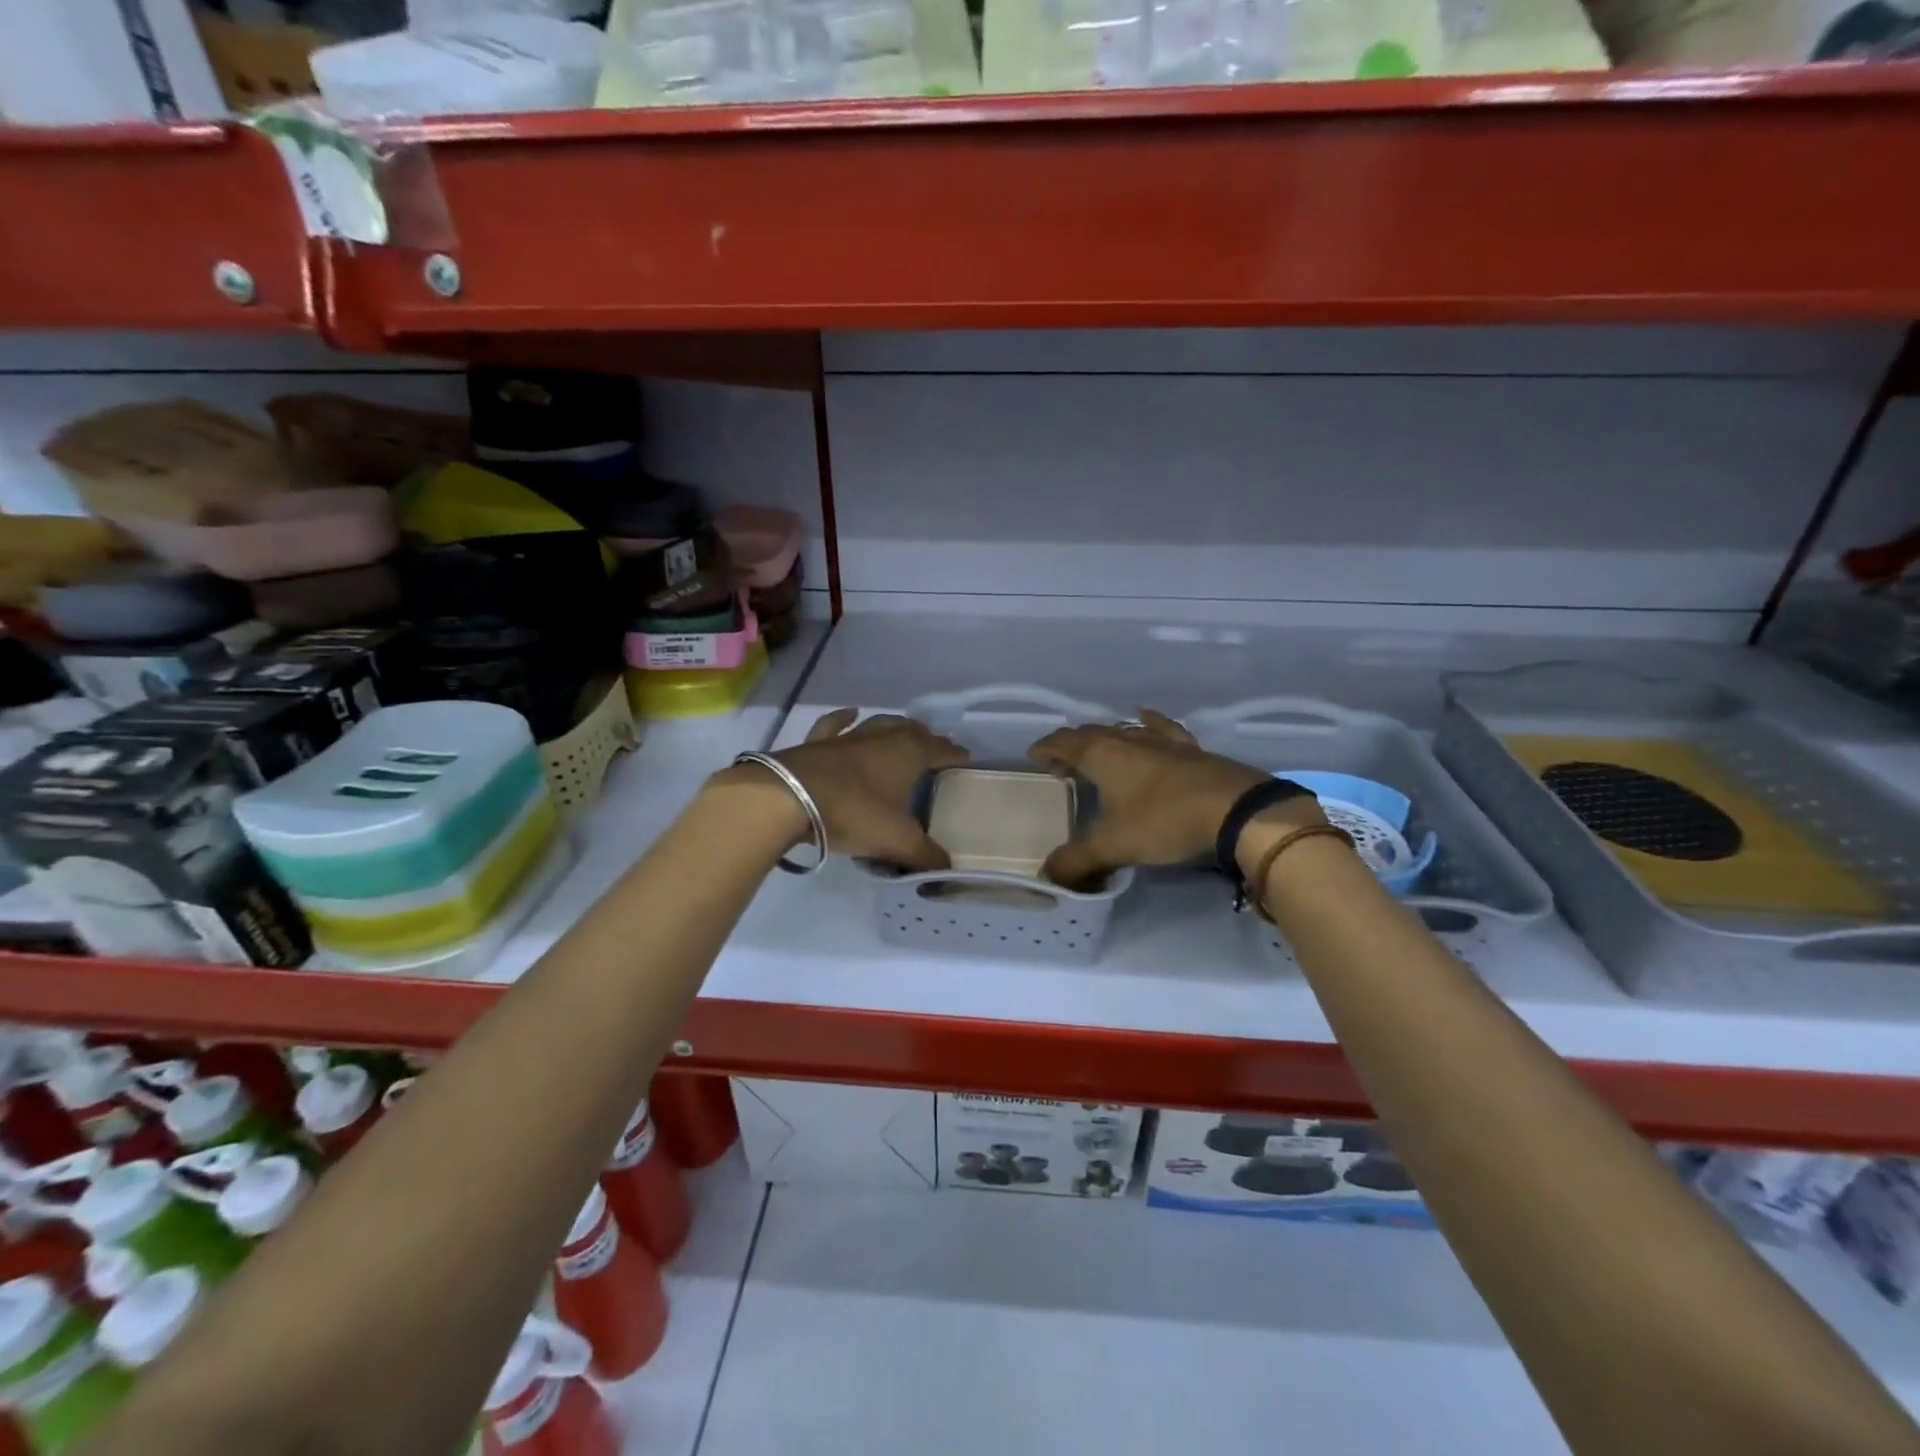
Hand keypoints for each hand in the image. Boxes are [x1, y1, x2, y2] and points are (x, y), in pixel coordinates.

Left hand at [768, 708, 968, 870]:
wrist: (787, 798)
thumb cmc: (853, 813)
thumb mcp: (896, 840)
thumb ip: (924, 855)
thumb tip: (946, 868)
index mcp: (907, 754)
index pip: (938, 749)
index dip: (953, 753)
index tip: (964, 756)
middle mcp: (880, 738)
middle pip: (910, 731)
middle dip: (925, 738)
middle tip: (934, 747)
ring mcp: (847, 738)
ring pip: (877, 724)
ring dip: (893, 727)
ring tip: (902, 731)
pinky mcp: (817, 744)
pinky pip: (835, 725)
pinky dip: (845, 718)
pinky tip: (851, 714)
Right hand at [1028, 709, 1323, 888]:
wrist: (1236, 811)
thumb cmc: (1164, 822)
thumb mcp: (1114, 846)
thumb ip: (1077, 861)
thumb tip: (1046, 876)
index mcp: (1102, 755)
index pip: (1064, 742)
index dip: (1046, 747)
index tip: (1033, 755)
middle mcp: (1128, 740)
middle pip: (1091, 733)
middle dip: (1071, 745)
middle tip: (1061, 761)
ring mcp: (1162, 742)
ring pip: (1123, 730)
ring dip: (1105, 737)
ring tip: (1096, 747)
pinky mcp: (1190, 750)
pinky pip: (1162, 729)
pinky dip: (1148, 723)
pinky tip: (1144, 717)